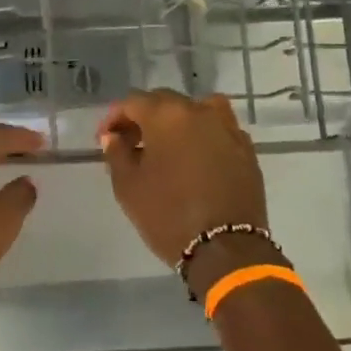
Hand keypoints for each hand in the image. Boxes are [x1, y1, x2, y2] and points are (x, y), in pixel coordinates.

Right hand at [98, 90, 268, 268]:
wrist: (226, 248)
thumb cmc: (168, 214)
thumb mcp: (128, 186)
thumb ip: (117, 154)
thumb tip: (114, 137)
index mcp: (167, 115)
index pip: (133, 102)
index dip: (114, 117)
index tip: (104, 138)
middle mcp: (200, 111)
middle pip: (165, 102)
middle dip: (143, 119)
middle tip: (129, 144)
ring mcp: (228, 128)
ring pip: (196, 111)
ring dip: (176, 122)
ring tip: (165, 146)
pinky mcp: (246, 149)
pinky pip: (217, 130)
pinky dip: (201, 136)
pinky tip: (193, 159)